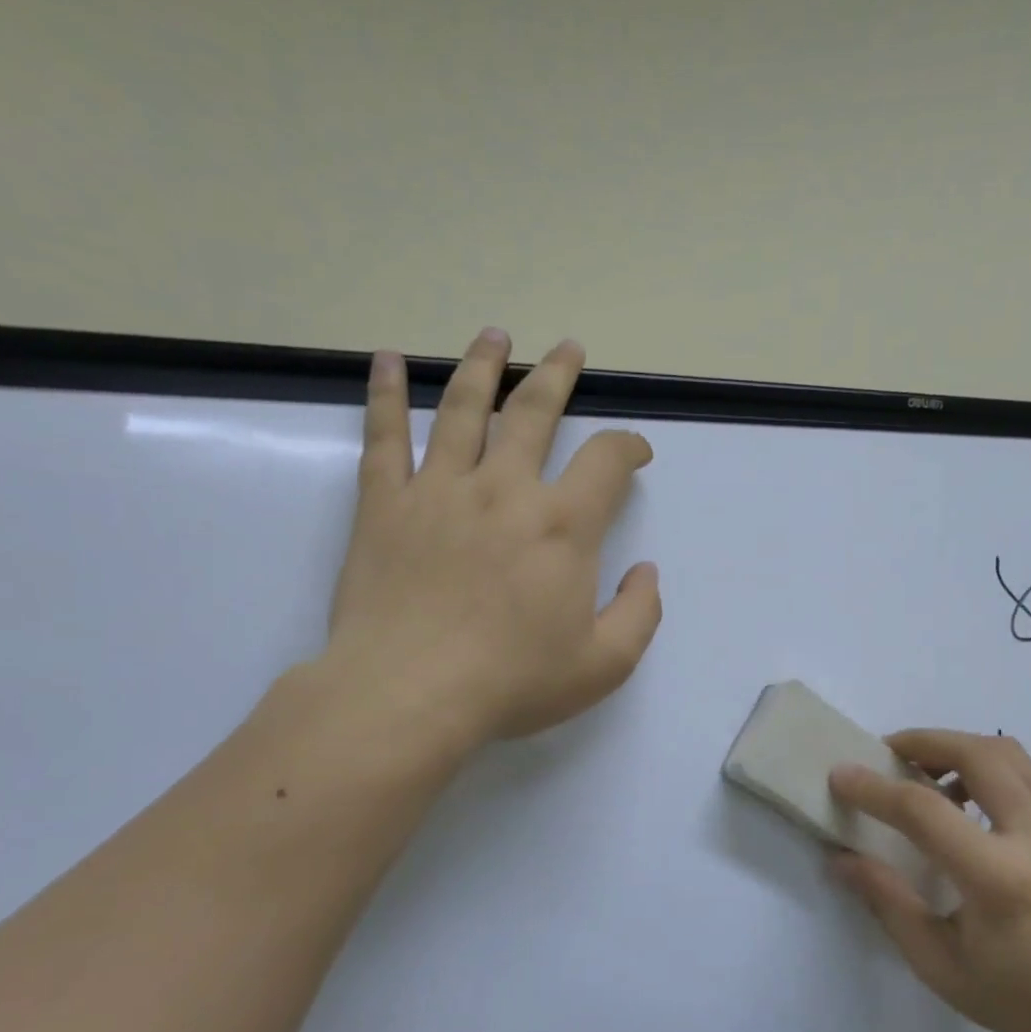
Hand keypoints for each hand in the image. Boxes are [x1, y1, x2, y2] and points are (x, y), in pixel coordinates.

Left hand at [317, 330, 660, 751]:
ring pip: (463, 409)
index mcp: (562, 526)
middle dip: (557, 377)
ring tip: (495, 337)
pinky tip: (389, 362)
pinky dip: (386, 395)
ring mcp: (439, 491)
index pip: (606, 461)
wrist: (409, 695)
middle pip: (533, 413)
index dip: (628, 445)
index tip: (637, 451)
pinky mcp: (385, 506)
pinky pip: (384, 437)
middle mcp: (504, 490)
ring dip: (483, 366)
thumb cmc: (513, 682)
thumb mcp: (605, 663)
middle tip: (568, 350)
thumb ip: (640, 613)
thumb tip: (646, 572)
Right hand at [828, 730, 1030, 1031]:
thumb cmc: (1021, 1000)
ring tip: (925, 774)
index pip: (926, 811)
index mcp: (998, 878)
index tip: (840, 774)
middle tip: (886, 754)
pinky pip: (1025, 775)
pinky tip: (964, 803)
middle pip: (978, 753)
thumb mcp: (939, 964)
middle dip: (923, 742)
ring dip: (958, 747)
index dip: (875, 789)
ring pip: (1008, 753)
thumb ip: (888, 903)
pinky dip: (985, 767)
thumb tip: (842, 859)